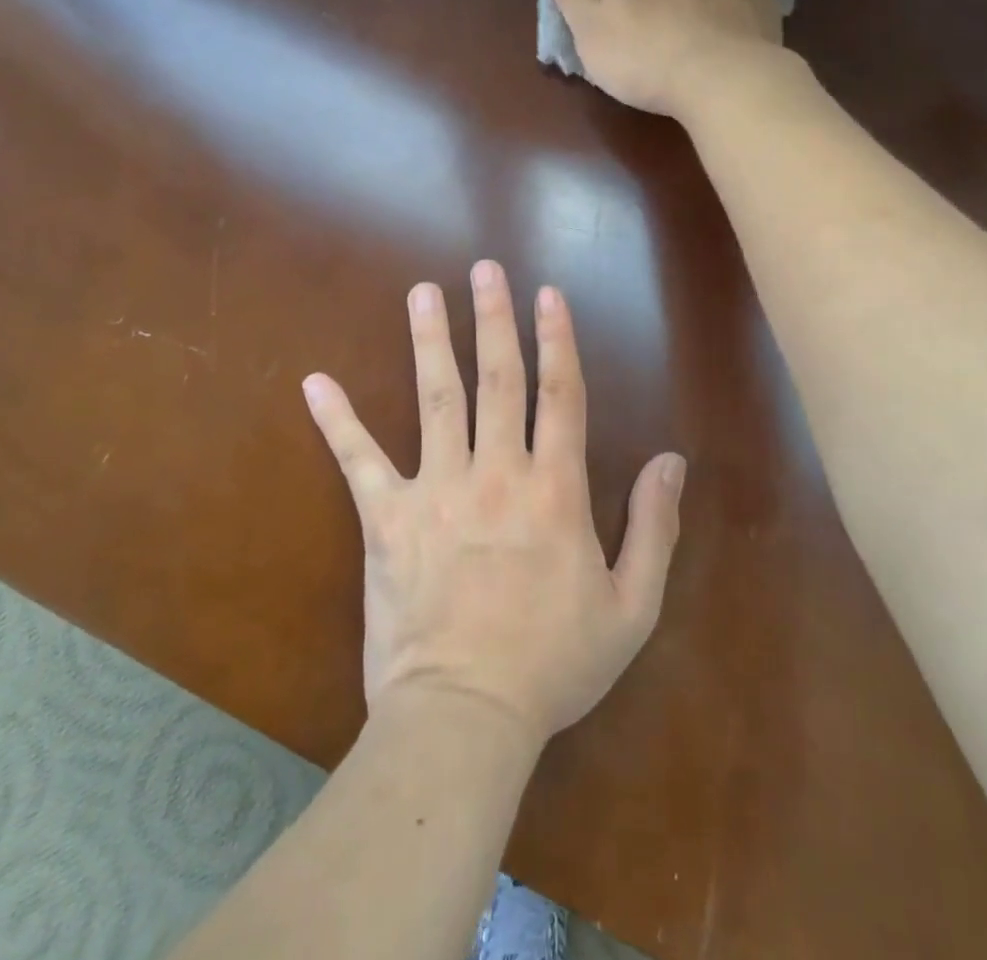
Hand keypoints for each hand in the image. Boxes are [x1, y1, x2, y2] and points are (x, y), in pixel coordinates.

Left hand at [302, 260, 685, 745]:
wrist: (465, 717)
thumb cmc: (554, 663)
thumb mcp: (631, 606)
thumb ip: (655, 527)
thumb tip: (672, 461)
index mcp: (555, 488)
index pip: (560, 393)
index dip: (557, 339)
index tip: (548, 294)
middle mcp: (496, 471)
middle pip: (498, 378)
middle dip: (494, 318)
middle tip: (485, 268)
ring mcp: (437, 490)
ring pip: (435, 398)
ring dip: (431, 341)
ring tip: (423, 294)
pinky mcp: (387, 520)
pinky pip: (358, 461)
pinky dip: (337, 421)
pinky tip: (314, 383)